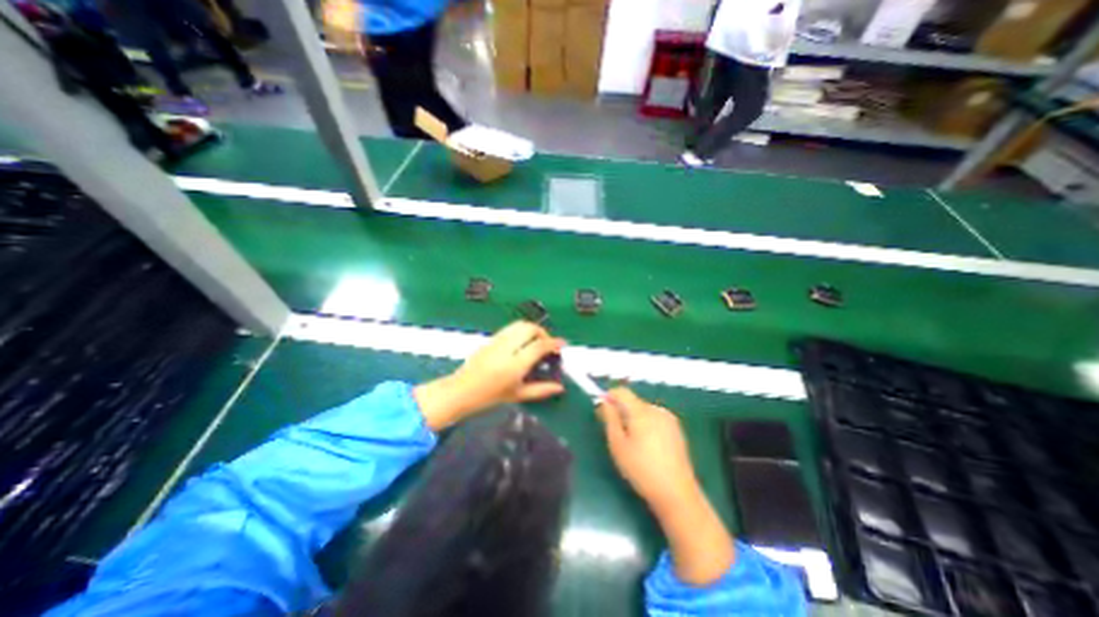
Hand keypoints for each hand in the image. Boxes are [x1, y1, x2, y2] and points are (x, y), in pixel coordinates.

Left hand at [414, 320, 562, 430]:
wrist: (461, 390)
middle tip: (548, 344)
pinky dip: (521, 330)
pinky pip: (510, 328)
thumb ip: (541, 390)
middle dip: (543, 332)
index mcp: (515, 365)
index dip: (553, 343)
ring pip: (520, 324)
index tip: (562, 344)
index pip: (539, 345)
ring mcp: (497, 341)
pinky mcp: (491, 338)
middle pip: (530, 328)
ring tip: (537, 341)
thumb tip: (559, 387)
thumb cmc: (490, 396)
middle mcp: (506, 349)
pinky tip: (522, 342)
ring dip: (532, 329)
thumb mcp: (518, 395)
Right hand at [597, 388, 731, 585]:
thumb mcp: (618, 444)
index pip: (622, 391)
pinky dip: (647, 425)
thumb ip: (609, 418)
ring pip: (644, 410)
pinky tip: (648, 447)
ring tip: (633, 444)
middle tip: (616, 434)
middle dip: (622, 411)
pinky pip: (655, 419)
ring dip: (634, 419)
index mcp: (641, 411)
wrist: (676, 493)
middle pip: (633, 401)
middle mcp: (656, 409)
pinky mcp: (676, 429)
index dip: (609, 397)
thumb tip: (604, 401)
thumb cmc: (641, 469)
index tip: (603, 411)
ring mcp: (669, 419)